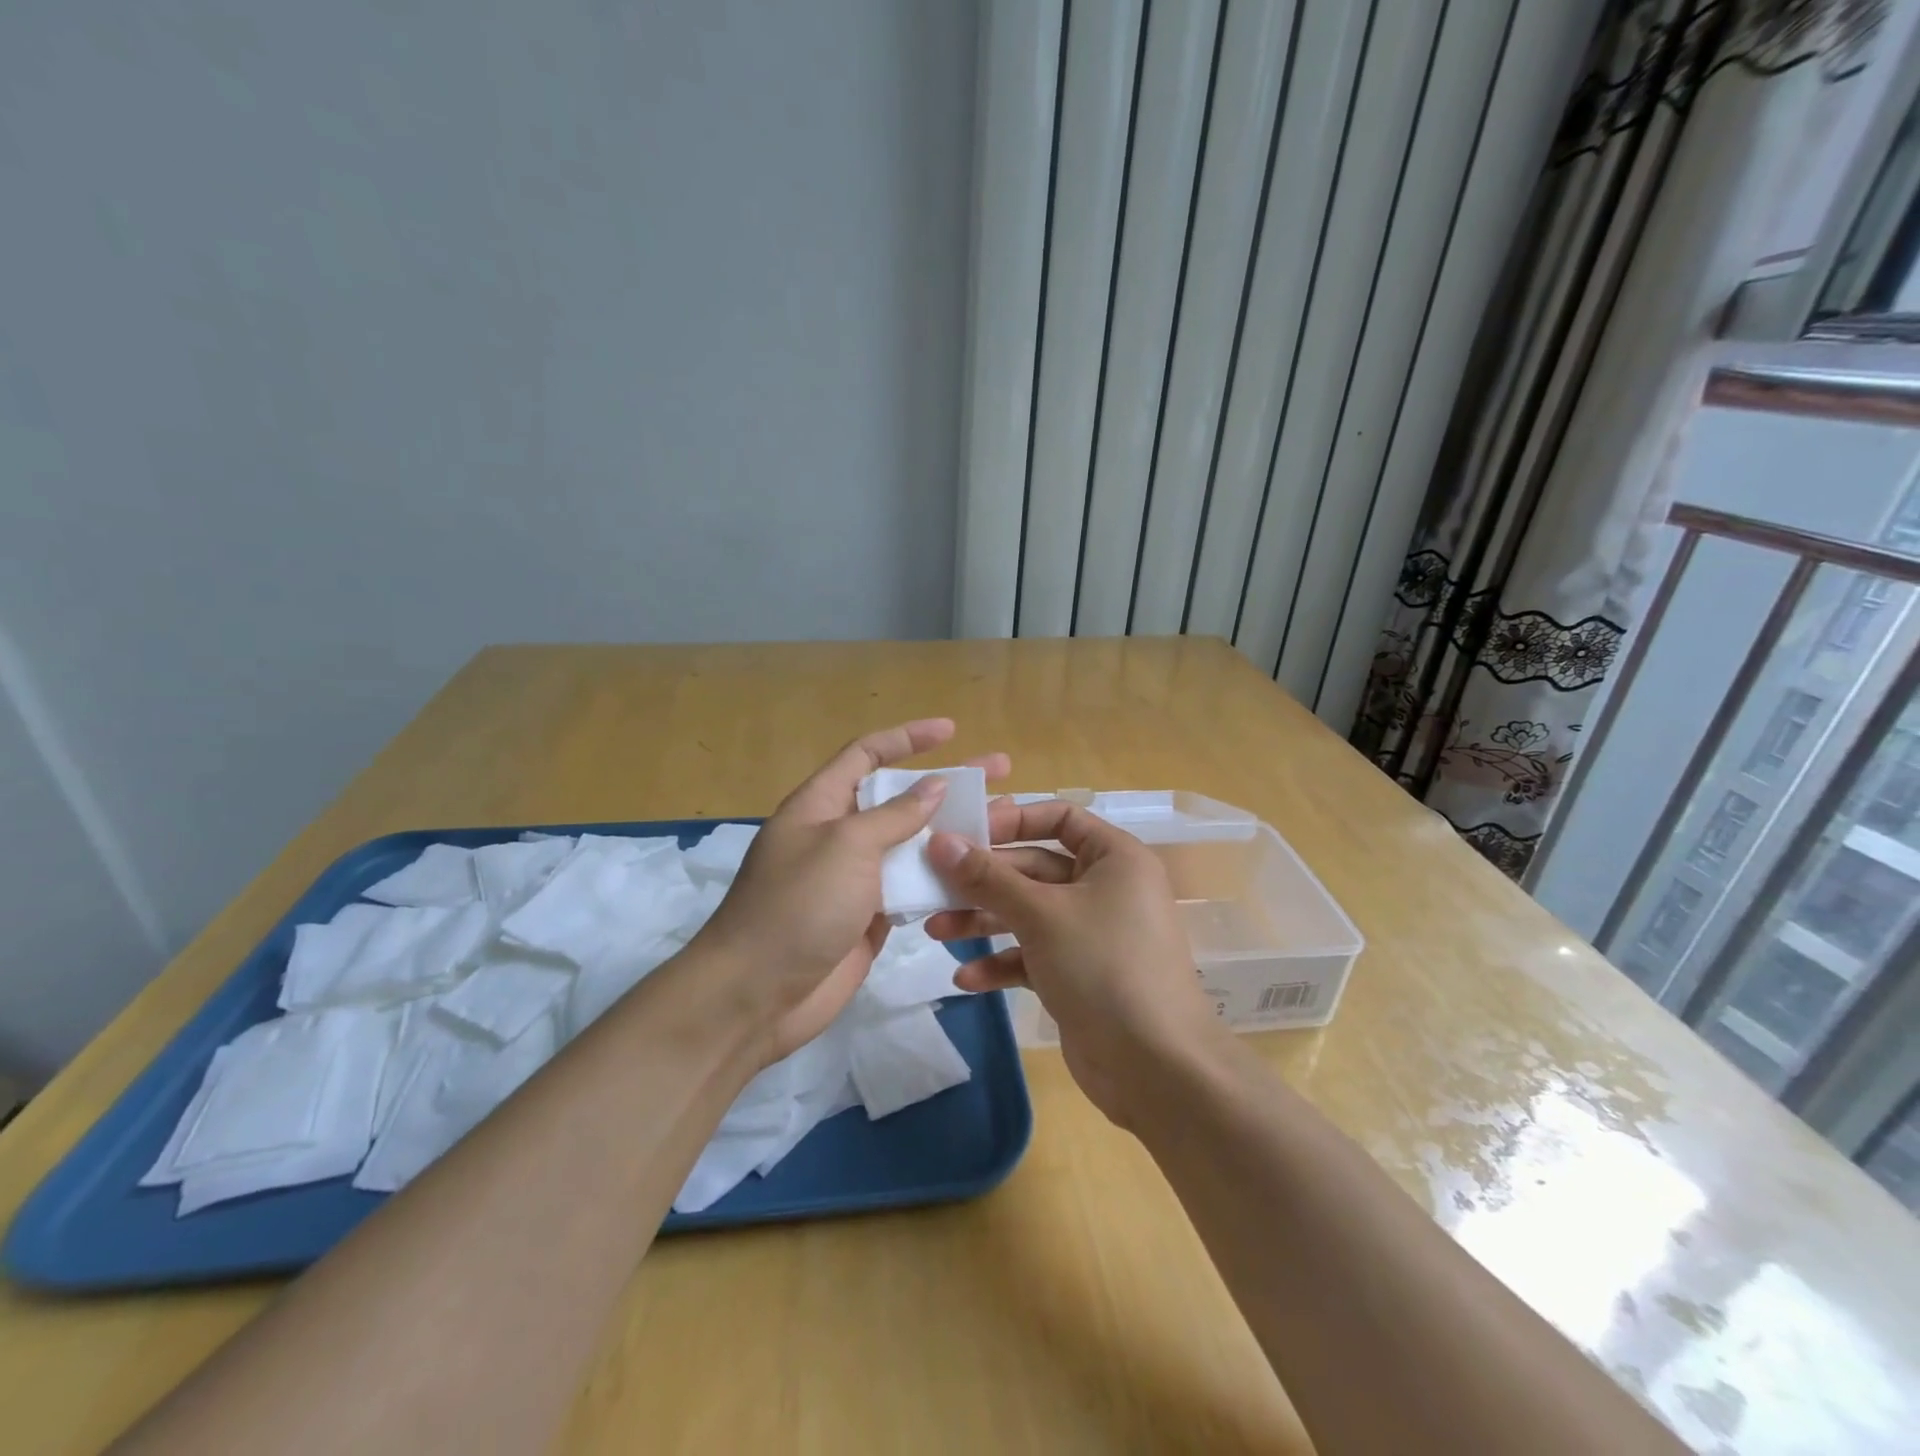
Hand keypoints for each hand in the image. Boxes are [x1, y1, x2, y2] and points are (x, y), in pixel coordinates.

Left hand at [695, 719, 1009, 1061]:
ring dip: (953, 833)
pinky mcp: (870, 917)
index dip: (907, 738)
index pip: (866, 754)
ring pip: (913, 845)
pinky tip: (982, 872)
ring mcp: (856, 878)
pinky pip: (913, 887)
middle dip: (947, 784)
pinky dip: (943, 879)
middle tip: (999, 772)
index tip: (950, 731)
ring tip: (1002, 822)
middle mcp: (839, 835)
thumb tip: (934, 786)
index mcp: (821, 804)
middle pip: (900, 798)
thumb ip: (894, 815)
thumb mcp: (846, 846)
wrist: (756, 995)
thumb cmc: (798, 905)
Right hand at [923, 799, 1225, 1126]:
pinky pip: (1034, 955)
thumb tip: (940, 842)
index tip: (965, 833)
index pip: (1059, 818)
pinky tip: (966, 979)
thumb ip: (988, 877)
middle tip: (933, 886)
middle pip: (1035, 868)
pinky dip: (1003, 962)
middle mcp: (1105, 888)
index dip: (1012, 820)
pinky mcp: (1080, 974)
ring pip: (1029, 913)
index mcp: (1113, 858)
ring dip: (984, 921)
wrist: (1156, 1068)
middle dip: (984, 881)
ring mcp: (1092, 934)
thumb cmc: (1104, 967)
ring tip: (936, 931)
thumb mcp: (1041, 914)